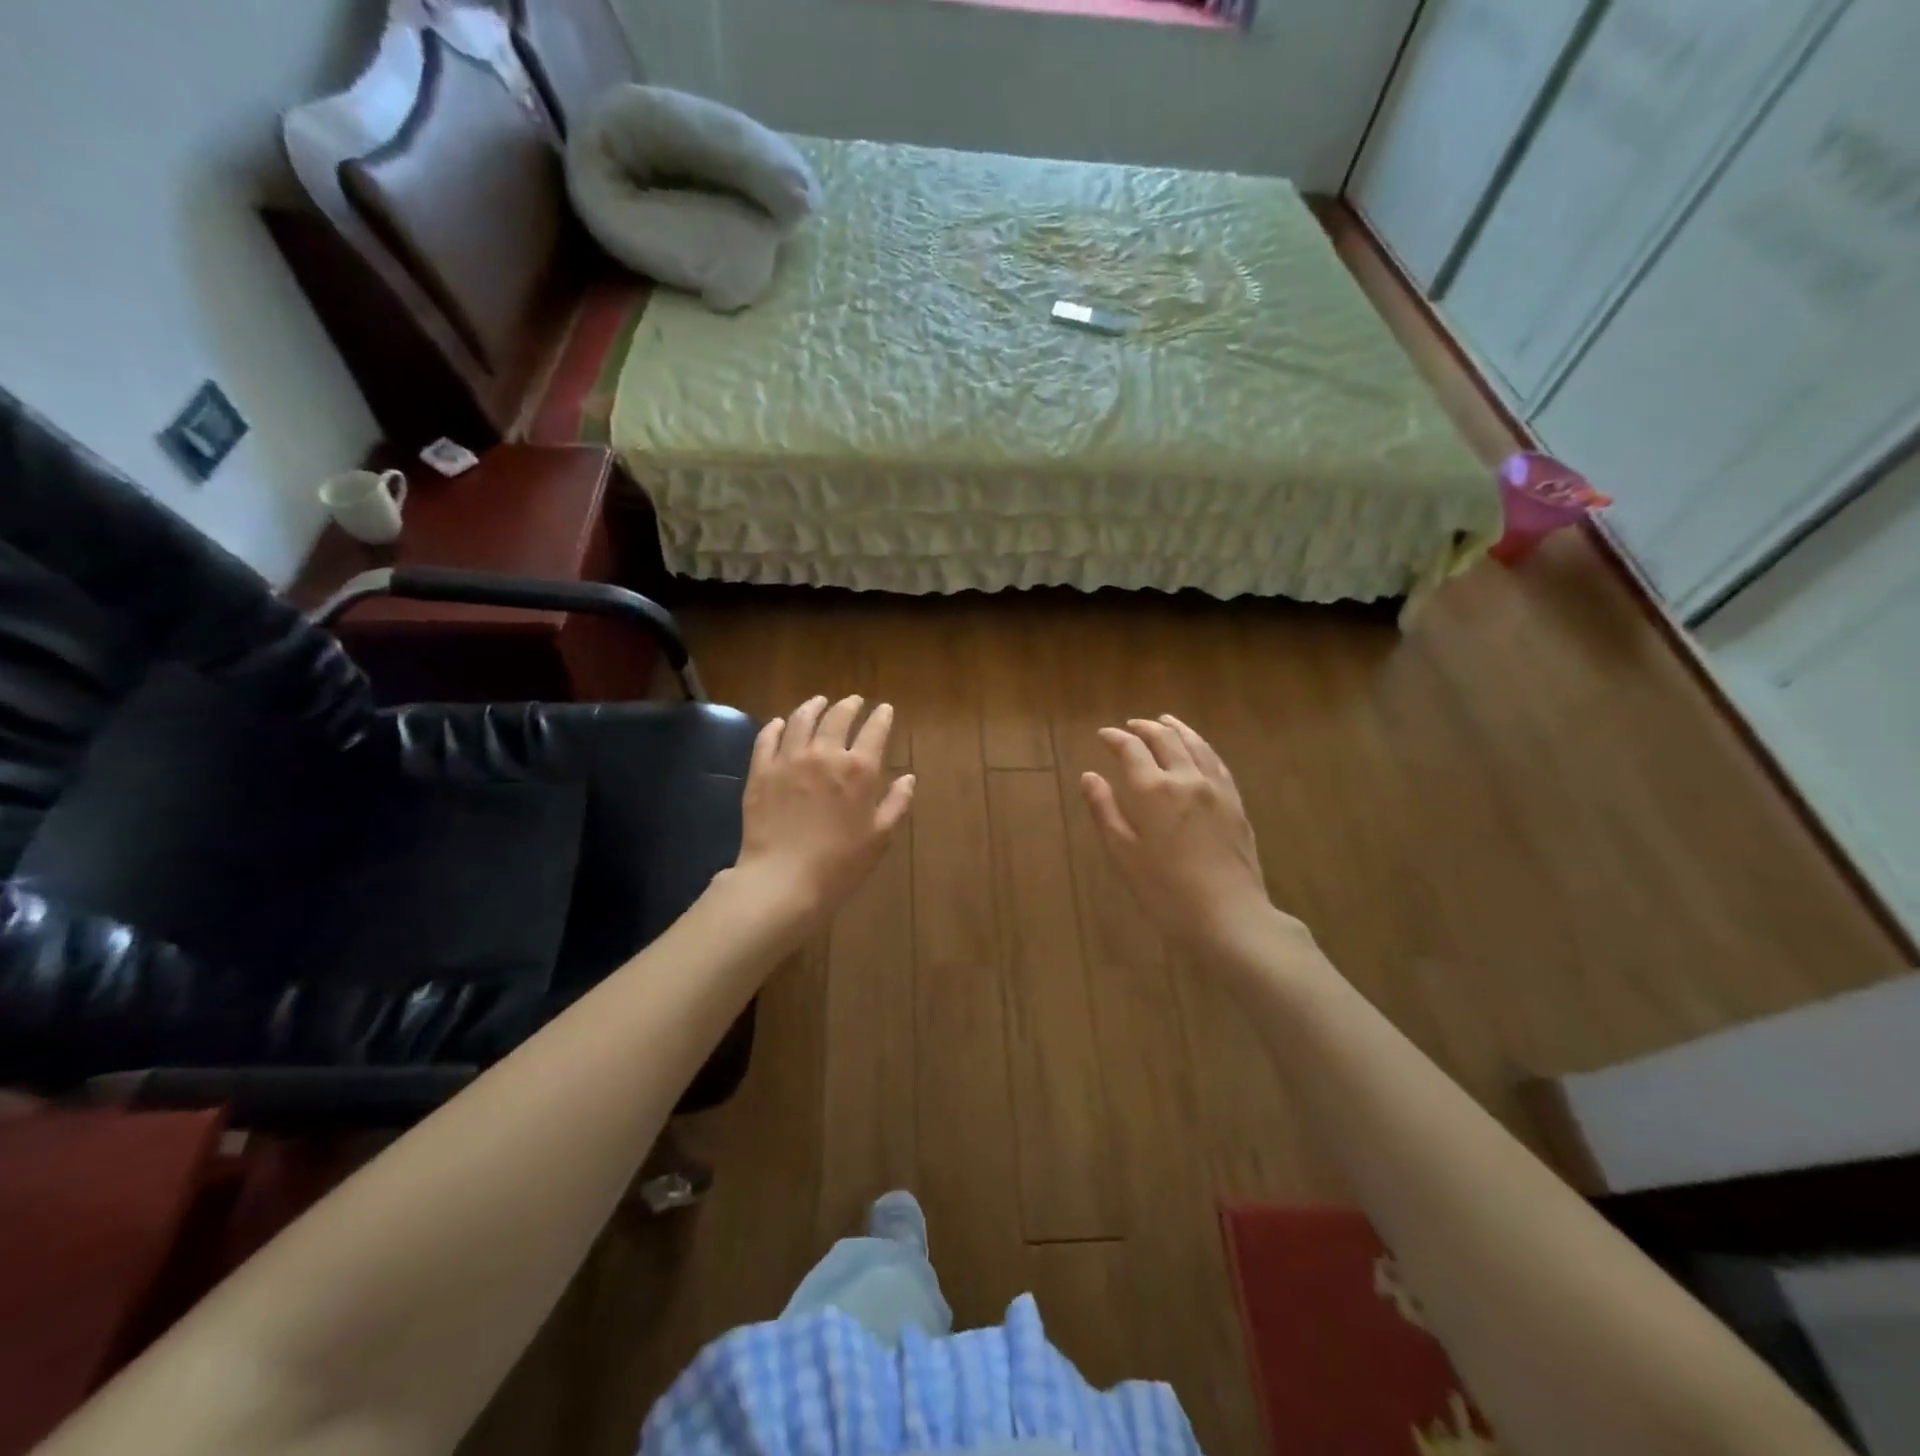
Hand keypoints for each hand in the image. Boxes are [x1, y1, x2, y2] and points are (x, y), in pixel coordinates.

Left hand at [733, 695, 914, 926]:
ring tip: (819, 702)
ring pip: (801, 719)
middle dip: (849, 705)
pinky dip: (776, 726)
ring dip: (813, 706)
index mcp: (859, 770)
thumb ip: (896, 803)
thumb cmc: (840, 864)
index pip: (875, 731)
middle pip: (838, 717)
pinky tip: (780, 724)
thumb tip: (908, 778)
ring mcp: (789, 760)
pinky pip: (767, 738)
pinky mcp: (761, 771)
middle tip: (854, 701)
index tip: (885, 709)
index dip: (882, 716)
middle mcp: (825, 754)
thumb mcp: (880, 837)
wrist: (783, 880)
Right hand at [1080, 715, 1311, 966]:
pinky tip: (1199, 749)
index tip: (1103, 734)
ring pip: (1195, 744)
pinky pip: (1217, 761)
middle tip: (1131, 725)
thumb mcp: (1124, 854)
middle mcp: (1186, 778)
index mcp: (1153, 790)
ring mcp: (1216, 788)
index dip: (1115, 738)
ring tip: (1165, 722)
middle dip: (1145, 728)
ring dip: (1177, 729)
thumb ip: (1105, 810)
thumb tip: (1089, 776)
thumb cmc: (1165, 891)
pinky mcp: (1236, 803)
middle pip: (1165, 740)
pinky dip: (1201, 746)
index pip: (1131, 749)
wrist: (1229, 916)